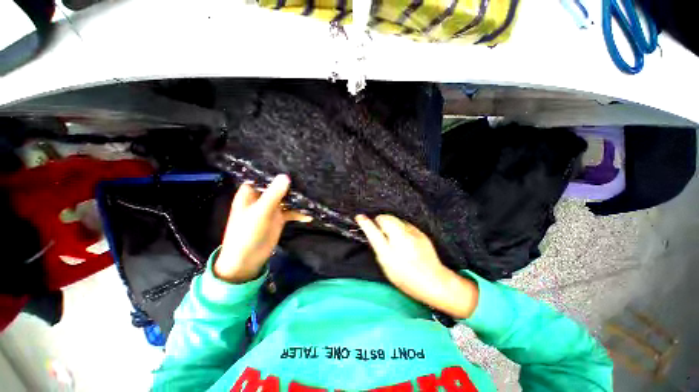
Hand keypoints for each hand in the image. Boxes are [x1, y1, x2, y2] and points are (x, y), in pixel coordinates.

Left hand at [214, 175, 310, 282]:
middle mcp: (262, 198)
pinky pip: (291, 212)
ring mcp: (272, 208)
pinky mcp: (279, 218)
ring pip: (286, 198)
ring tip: (312, 193)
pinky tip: (309, 215)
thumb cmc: (247, 233)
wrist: (247, 260)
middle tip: (307, 176)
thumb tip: (286, 176)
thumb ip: (273, 194)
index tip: (292, 164)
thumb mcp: (260, 212)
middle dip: (291, 184)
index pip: (264, 176)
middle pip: (278, 187)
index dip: (275, 170)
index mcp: (251, 193)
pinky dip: (299, 213)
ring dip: (298, 198)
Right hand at [355, 214, 478, 318]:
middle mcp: (400, 238)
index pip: (373, 230)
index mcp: (389, 250)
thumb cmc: (406, 277)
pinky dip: (400, 227)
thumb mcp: (387, 266)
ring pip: (396, 219)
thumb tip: (374, 235)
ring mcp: (412, 233)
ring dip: (390, 223)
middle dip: (379, 221)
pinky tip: (403, 237)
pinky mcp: (420, 232)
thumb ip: (378, 248)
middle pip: (385, 218)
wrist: (434, 281)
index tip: (359, 217)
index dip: (365, 222)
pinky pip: (405, 224)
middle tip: (378, 228)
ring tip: (391, 233)